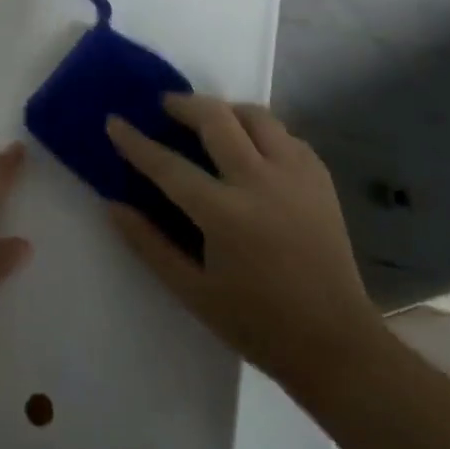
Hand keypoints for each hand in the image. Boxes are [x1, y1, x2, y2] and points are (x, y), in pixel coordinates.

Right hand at [106, 95, 381, 389]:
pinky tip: (251, 148)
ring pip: (257, 116)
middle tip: (163, 106)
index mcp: (225, 214)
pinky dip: (261, 131)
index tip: (114, 121)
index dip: (135, 142)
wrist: (336, 344)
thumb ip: (148, 244)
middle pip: (216, 119)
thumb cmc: (257, 323)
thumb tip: (113, 205)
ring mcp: (296, 176)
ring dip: (225, 110)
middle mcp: (261, 182)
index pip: (168, 165)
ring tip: (208, 121)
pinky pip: (286, 136)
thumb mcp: (192, 291)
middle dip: (183, 104)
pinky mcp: (321, 180)